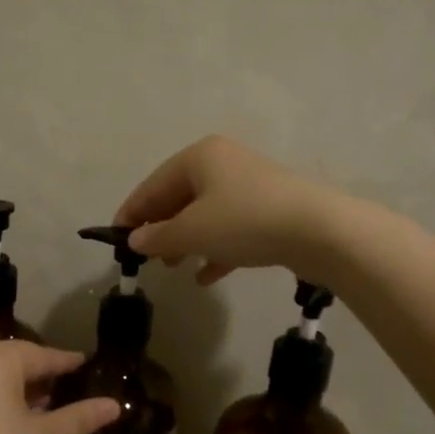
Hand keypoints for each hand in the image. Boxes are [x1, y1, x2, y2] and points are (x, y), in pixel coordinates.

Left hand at [0, 341, 120, 433]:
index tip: (85, 364)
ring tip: (43, 404)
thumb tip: (115, 405)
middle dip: (39, 373)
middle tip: (66, 386)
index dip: (65, 362)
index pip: (38, 355)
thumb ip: (81, 416)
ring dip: (14, 386)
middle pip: (10, 361)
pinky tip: (9, 419)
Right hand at [115, 135, 339, 284]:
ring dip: (186, 241)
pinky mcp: (269, 210)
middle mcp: (223, 163)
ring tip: (173, 268)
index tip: (115, 239)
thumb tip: (135, 241)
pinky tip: (206, 277)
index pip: (152, 185)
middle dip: (161, 229)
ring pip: (205, 215)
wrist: (319, 230)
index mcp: (199, 156)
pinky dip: (215, 249)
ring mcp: (249, 186)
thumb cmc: (244, 221)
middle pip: (179, 198)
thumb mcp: (192, 232)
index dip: (132, 213)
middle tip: (146, 258)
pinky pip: (231, 229)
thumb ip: (158, 237)